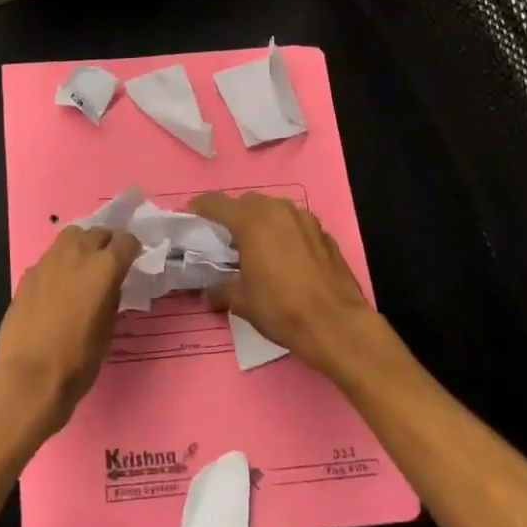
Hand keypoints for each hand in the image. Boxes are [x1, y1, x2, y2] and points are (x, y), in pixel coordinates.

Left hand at [0, 224, 140, 441]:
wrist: (29, 378)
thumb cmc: (78, 360)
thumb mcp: (108, 329)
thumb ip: (112, 296)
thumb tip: (111, 284)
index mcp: (103, 267)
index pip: (126, 241)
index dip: (132, 249)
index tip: (133, 260)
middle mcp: (76, 255)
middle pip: (96, 232)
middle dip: (106, 243)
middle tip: (110, 262)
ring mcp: (47, 262)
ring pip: (70, 237)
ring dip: (81, 246)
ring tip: (84, 268)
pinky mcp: (27, 275)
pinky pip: (50, 258)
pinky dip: (60, 264)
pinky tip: (59, 287)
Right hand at [188, 192, 378, 377]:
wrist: (337, 324)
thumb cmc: (281, 308)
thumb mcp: (241, 301)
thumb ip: (219, 288)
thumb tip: (208, 291)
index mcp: (251, 220)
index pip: (215, 203)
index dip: (198, 210)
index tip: (189, 222)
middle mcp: (277, 210)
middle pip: (245, 203)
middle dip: (230, 216)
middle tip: (222, 241)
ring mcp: (305, 218)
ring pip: (273, 210)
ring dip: (259, 222)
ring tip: (253, 248)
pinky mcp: (323, 233)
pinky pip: (294, 224)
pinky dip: (283, 233)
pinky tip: (283, 258)